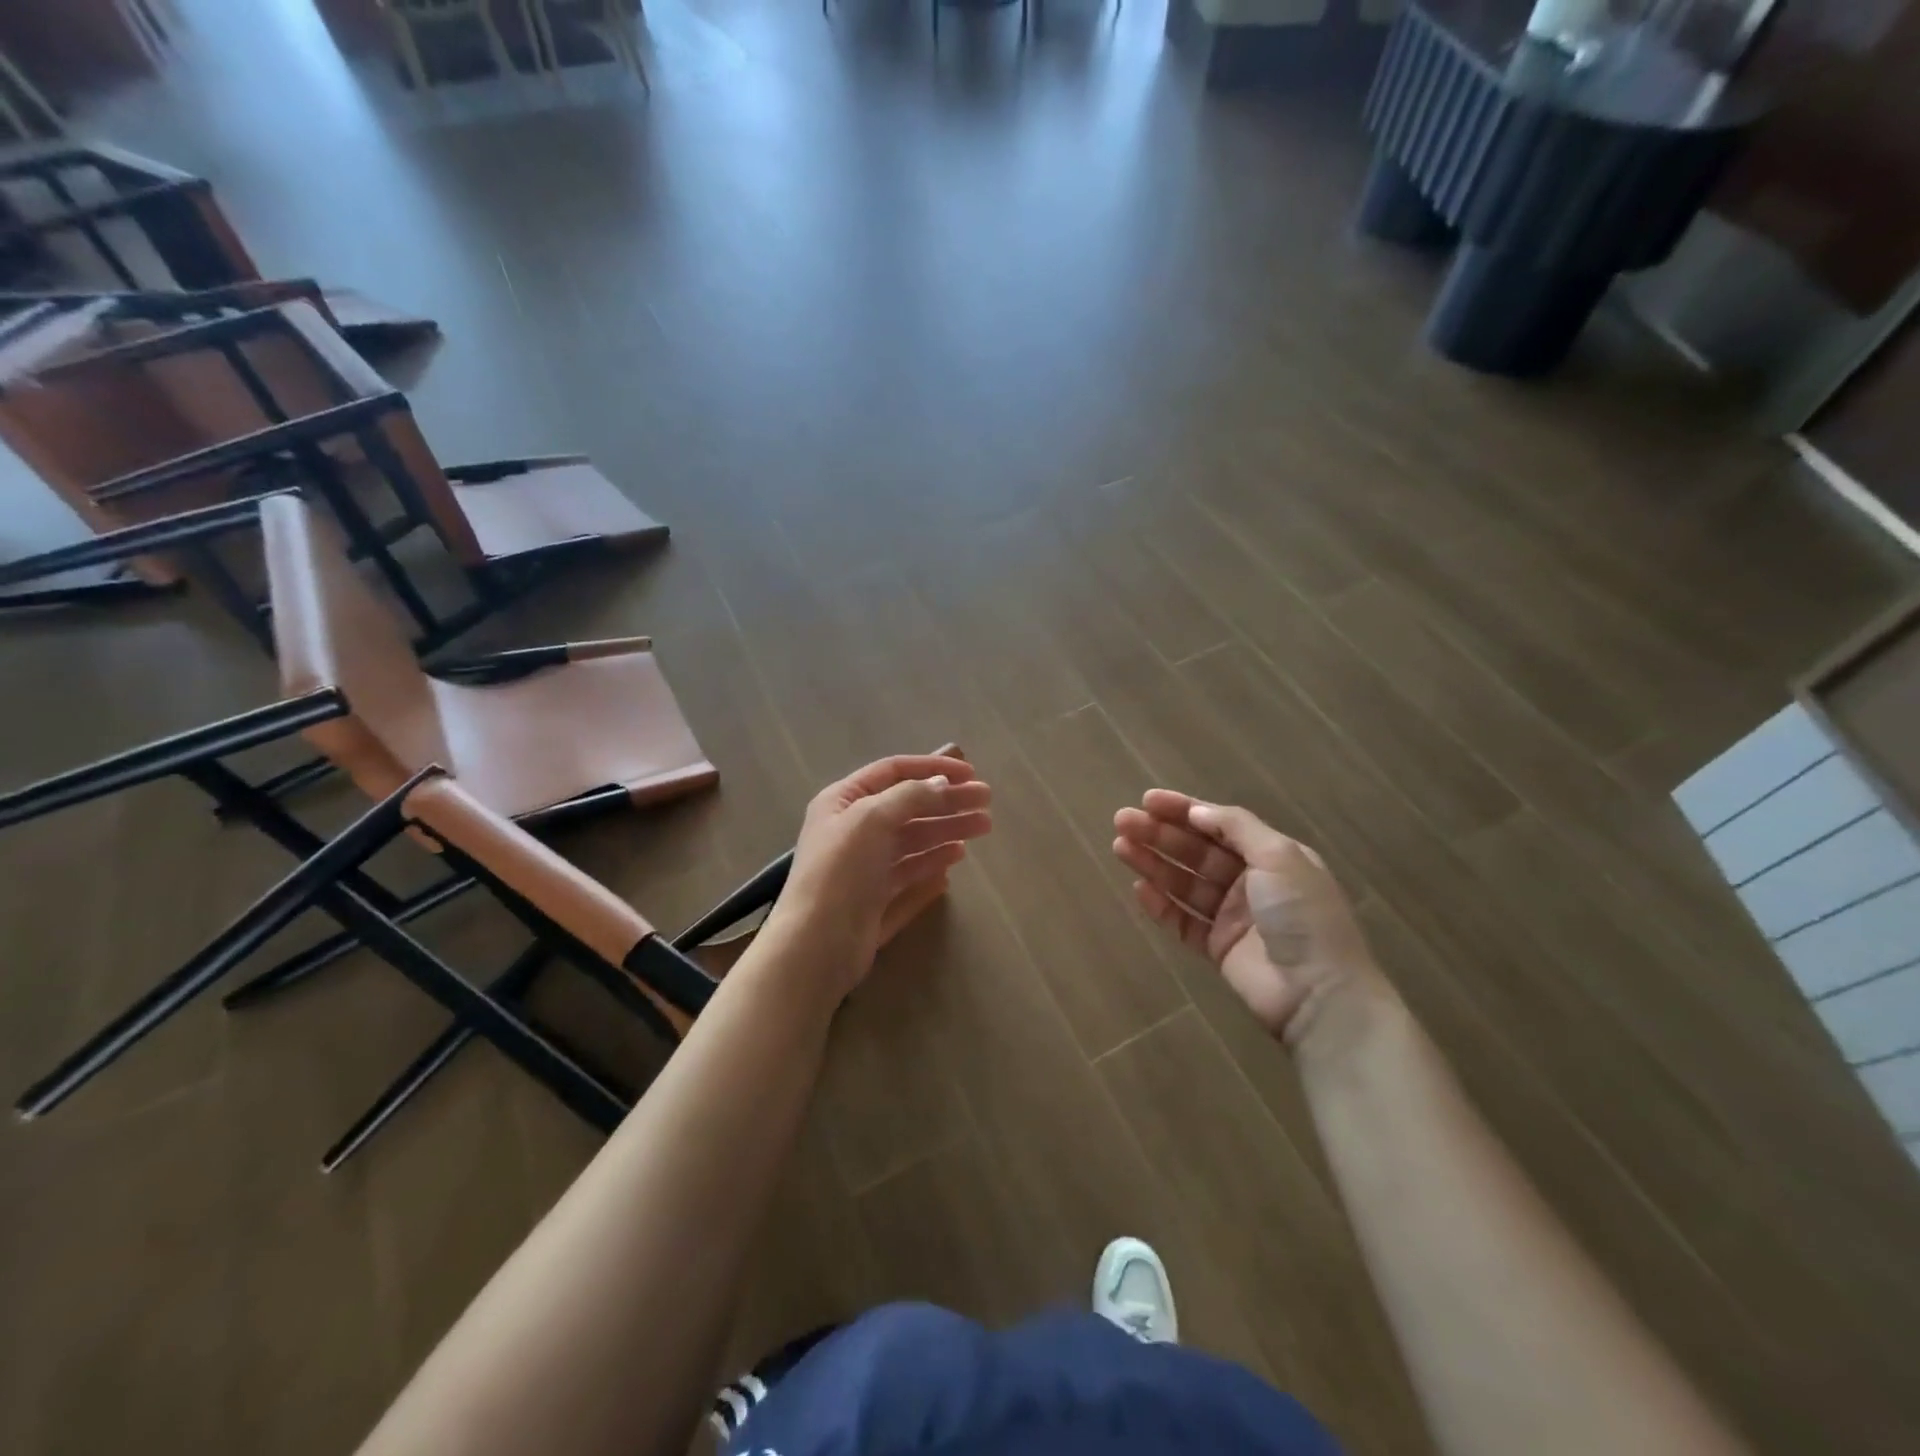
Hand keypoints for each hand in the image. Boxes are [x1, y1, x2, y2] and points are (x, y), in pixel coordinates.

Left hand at [762, 753, 992, 996]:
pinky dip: (931, 865)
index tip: (970, 774)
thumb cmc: (841, 870)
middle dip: (947, 803)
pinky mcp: (874, 902)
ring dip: (946, 831)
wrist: (816, 946)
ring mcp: (863, 869)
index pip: (892, 772)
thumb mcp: (872, 818)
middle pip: (907, 808)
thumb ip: (911, 796)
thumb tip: (943, 783)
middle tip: (986, 804)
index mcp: (842, 802)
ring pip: (912, 842)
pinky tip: (954, 861)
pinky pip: (909, 877)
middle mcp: (852, 832)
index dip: (931, 768)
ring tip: (981, 828)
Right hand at [1112, 789, 1385, 1047]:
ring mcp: (1233, 916)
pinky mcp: (1218, 947)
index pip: (1219, 824)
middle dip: (1160, 834)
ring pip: (1184, 882)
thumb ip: (1236, 827)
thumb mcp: (1279, 857)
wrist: (1318, 993)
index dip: (1183, 810)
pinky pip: (1183, 920)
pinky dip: (1161, 905)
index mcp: (1271, 856)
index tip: (1147, 799)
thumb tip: (1196, 810)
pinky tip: (1139, 889)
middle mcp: (1251, 882)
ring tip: (1120, 848)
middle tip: (1122, 822)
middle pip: (1196, 851)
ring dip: (1153, 863)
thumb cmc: (1302, 916)